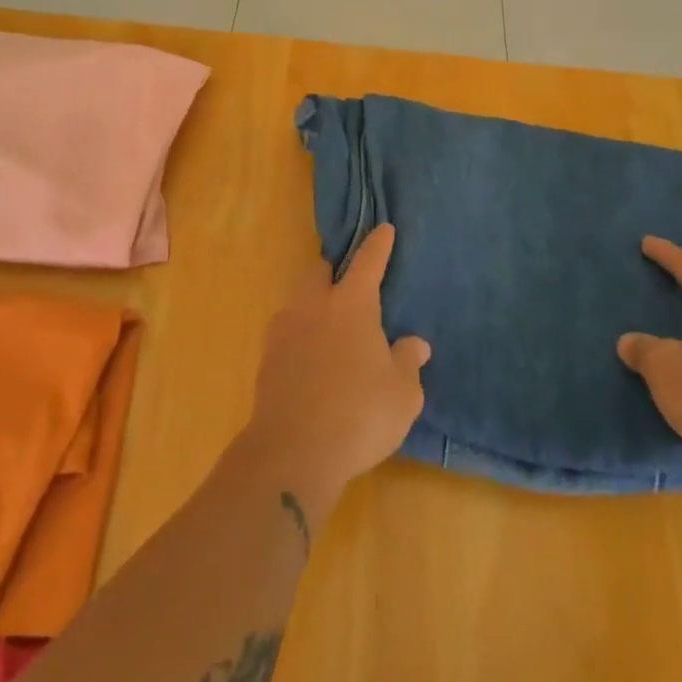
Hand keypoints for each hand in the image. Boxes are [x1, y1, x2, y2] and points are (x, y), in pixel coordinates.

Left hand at [242, 225, 430, 508]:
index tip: (384, 229)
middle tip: (349, 285)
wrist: (293, 452)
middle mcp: (313, 307)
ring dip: (313, 307)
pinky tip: (312, 363)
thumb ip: (408, 362)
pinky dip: (301, 339)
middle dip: (333, 271)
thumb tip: (415, 344)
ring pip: (298, 303)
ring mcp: (284, 332)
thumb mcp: (402, 394)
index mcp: (351, 305)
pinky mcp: (267, 360)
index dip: (377, 245)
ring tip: (330, 330)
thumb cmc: (360, 414)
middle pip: (319, 272)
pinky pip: (287, 335)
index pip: (367, 262)